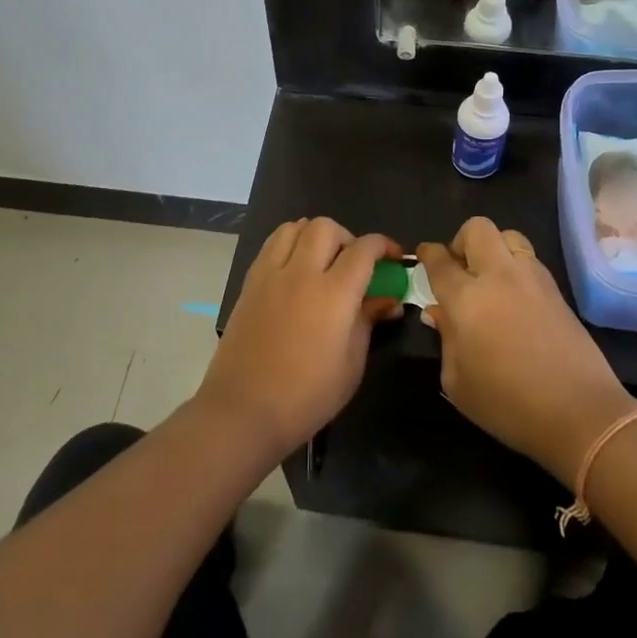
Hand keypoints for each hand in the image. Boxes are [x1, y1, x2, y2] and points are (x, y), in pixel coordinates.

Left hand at [199, 219, 403, 458]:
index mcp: (334, 293)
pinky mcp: (250, 283)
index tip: (392, 257)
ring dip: (314, 235)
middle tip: (354, 263)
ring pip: (294, 227)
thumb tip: (388, 300)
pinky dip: (289, 245)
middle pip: (326, 227)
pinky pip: (271, 245)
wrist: (243, 410)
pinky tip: (295, 271)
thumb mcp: (351, 364)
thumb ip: (369, 322)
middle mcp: (301, 273)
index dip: (383, 246)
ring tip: (322, 260)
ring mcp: (271, 275)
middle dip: (347, 237)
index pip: (364, 249)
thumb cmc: (307, 396)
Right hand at [419, 219, 636, 488]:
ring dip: (494, 249)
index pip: (440, 260)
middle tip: (460, 269)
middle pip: (478, 229)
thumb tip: (440, 312)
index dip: (428, 253)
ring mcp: (533, 279)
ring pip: (509, 236)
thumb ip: (445, 338)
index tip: (424, 256)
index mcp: (466, 297)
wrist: (579, 412)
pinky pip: (530, 260)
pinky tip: (515, 297)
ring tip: (490, 279)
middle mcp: (499, 276)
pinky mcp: (557, 290)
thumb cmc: (507, 403)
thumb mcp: (457, 381)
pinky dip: (516, 266)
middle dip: (462, 241)